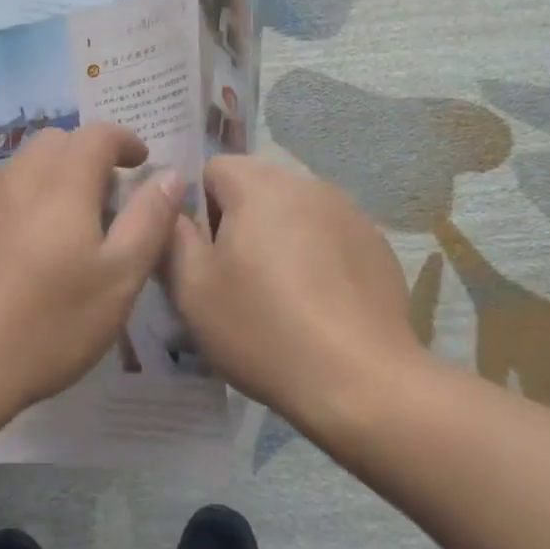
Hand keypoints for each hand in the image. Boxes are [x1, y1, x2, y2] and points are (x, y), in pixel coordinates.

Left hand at [0, 123, 184, 416]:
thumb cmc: (47, 325)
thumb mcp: (118, 280)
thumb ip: (149, 221)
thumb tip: (169, 176)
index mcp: (61, 184)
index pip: (98, 135)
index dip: (125, 141)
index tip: (142, 161)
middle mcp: (15, 180)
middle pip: (54, 143)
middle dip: (86, 157)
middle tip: (106, 199)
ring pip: (21, 170)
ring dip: (51, 181)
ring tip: (66, 231)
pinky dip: (20, 206)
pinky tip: (20, 257)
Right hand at [166, 155, 420, 431]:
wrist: (359, 379)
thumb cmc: (262, 329)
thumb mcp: (193, 289)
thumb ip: (173, 237)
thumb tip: (172, 207)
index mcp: (260, 186)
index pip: (214, 168)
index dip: (198, 208)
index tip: (202, 255)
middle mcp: (309, 185)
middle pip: (257, 188)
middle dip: (239, 223)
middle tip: (234, 280)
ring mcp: (350, 213)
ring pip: (295, 213)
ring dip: (278, 239)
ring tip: (279, 298)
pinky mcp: (377, 246)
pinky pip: (330, 237)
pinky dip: (316, 258)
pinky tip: (318, 307)